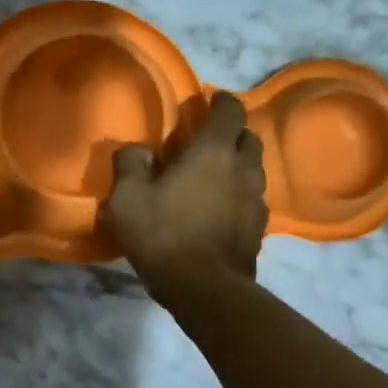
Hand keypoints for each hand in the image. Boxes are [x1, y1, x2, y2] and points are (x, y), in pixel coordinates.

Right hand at [106, 91, 267, 307]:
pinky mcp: (259, 229)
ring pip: (254, 170)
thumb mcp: (128, 198)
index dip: (222, 101)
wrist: (204, 288)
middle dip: (233, 132)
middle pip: (249, 138)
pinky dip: (240, 195)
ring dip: (239, 165)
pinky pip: (253, 199)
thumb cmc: (163, 235)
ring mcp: (256, 201)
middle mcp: (243, 170)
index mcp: (212, 153)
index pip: (230, 112)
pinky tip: (223, 208)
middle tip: (211, 139)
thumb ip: (131, 164)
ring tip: (218, 174)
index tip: (211, 99)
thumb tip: (137, 149)